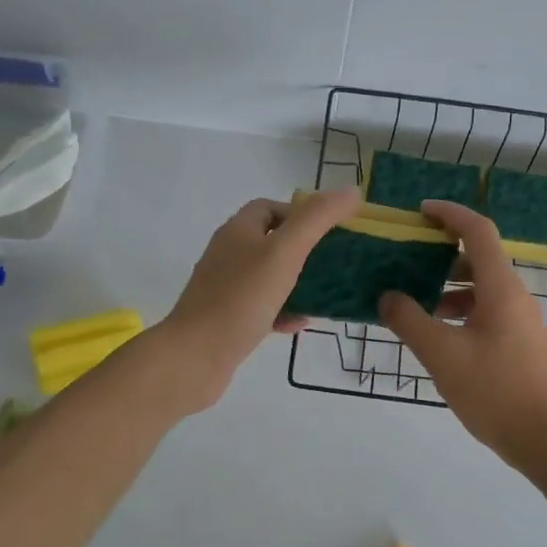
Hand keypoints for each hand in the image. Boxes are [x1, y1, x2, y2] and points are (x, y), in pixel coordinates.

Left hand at [152, 188, 360, 412]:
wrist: (195, 356)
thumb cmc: (241, 298)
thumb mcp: (285, 252)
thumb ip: (317, 219)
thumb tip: (351, 190)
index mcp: (238, 231)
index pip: (269, 207)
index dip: (300, 213)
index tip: (328, 230)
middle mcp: (228, 255)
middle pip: (270, 241)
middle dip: (303, 248)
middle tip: (332, 262)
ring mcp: (225, 288)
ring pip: (267, 276)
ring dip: (296, 282)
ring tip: (325, 292)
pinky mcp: (227, 319)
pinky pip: (261, 308)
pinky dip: (283, 311)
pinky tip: (301, 323)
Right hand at [378, 200, 546, 470]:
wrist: (545, 439)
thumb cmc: (494, 391)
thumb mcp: (442, 355)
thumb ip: (409, 321)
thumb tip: (387, 296)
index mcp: (501, 289)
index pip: (477, 232)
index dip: (450, 213)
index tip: (420, 211)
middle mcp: (515, 296)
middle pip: (479, 258)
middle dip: (442, 254)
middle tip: (407, 260)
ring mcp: (520, 321)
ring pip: (481, 288)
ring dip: (448, 287)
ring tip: (414, 303)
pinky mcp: (519, 343)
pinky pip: (486, 311)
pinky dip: (459, 311)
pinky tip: (437, 335)